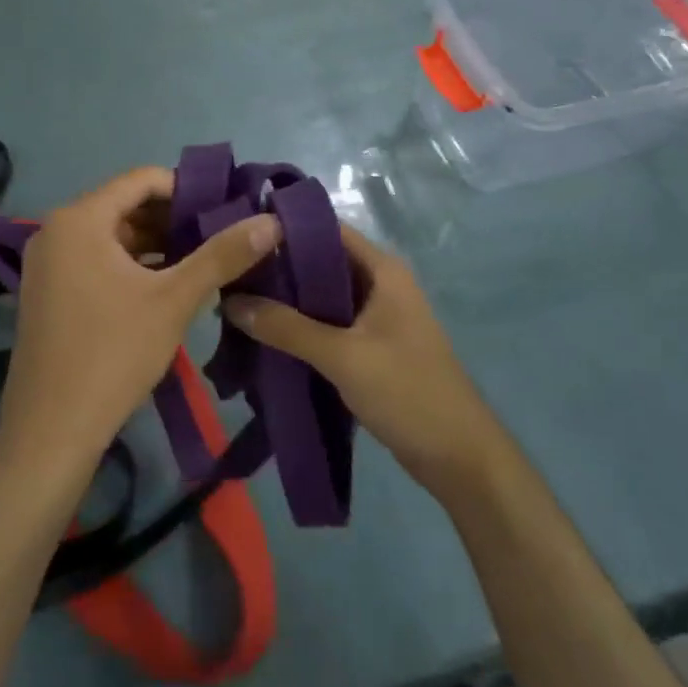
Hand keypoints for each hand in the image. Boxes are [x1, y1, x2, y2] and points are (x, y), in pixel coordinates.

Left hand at [0, 167, 281, 467]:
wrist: (51, 428)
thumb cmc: (113, 353)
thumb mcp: (174, 300)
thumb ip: (222, 255)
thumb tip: (271, 221)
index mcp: (79, 219)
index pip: (141, 180)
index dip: (187, 189)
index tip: (224, 209)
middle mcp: (55, 230)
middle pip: (124, 205)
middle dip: (172, 219)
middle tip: (218, 238)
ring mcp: (46, 262)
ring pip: (110, 235)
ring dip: (154, 244)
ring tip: (199, 261)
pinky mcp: (47, 290)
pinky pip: (94, 259)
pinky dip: (129, 265)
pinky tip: (163, 286)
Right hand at [222, 225, 506, 493]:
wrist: (459, 458)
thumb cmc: (408, 393)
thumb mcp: (343, 356)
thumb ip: (286, 327)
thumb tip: (230, 301)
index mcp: (382, 270)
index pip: (326, 230)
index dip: (284, 229)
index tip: (238, 234)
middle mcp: (379, 284)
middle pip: (320, 262)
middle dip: (277, 268)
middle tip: (228, 273)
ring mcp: (375, 317)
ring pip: (321, 296)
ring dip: (285, 300)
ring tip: (236, 301)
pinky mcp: (369, 346)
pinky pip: (326, 324)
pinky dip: (298, 327)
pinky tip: (263, 335)